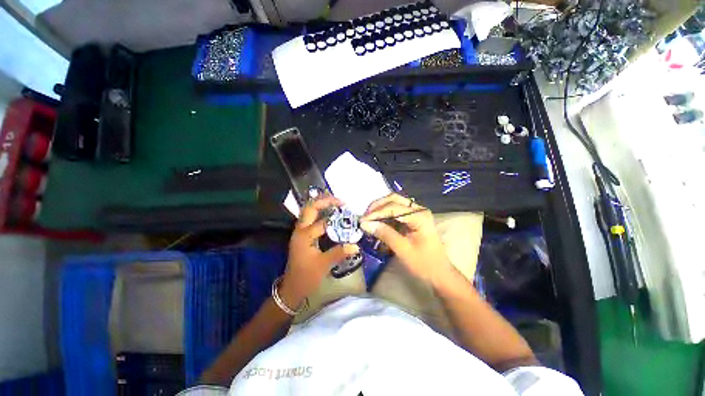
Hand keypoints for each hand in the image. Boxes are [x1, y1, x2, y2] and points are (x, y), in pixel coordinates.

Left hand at [280, 196, 359, 308]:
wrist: (292, 287)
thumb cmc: (306, 277)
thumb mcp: (324, 265)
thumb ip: (339, 253)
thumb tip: (356, 245)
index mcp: (305, 236)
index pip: (322, 222)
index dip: (337, 218)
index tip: (349, 216)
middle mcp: (300, 230)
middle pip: (310, 208)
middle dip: (324, 201)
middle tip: (340, 201)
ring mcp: (299, 232)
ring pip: (308, 212)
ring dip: (321, 205)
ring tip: (335, 203)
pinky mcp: (301, 236)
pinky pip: (309, 219)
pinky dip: (319, 213)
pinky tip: (328, 215)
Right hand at [360, 194, 451, 284]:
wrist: (440, 273)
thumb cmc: (424, 263)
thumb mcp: (403, 249)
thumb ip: (384, 234)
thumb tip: (365, 224)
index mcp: (419, 216)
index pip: (393, 207)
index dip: (376, 213)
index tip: (363, 221)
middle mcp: (418, 209)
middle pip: (394, 199)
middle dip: (377, 206)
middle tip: (365, 217)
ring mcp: (416, 213)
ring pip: (394, 203)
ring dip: (380, 209)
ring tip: (368, 219)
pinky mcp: (412, 219)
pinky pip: (395, 212)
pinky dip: (384, 215)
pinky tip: (377, 223)